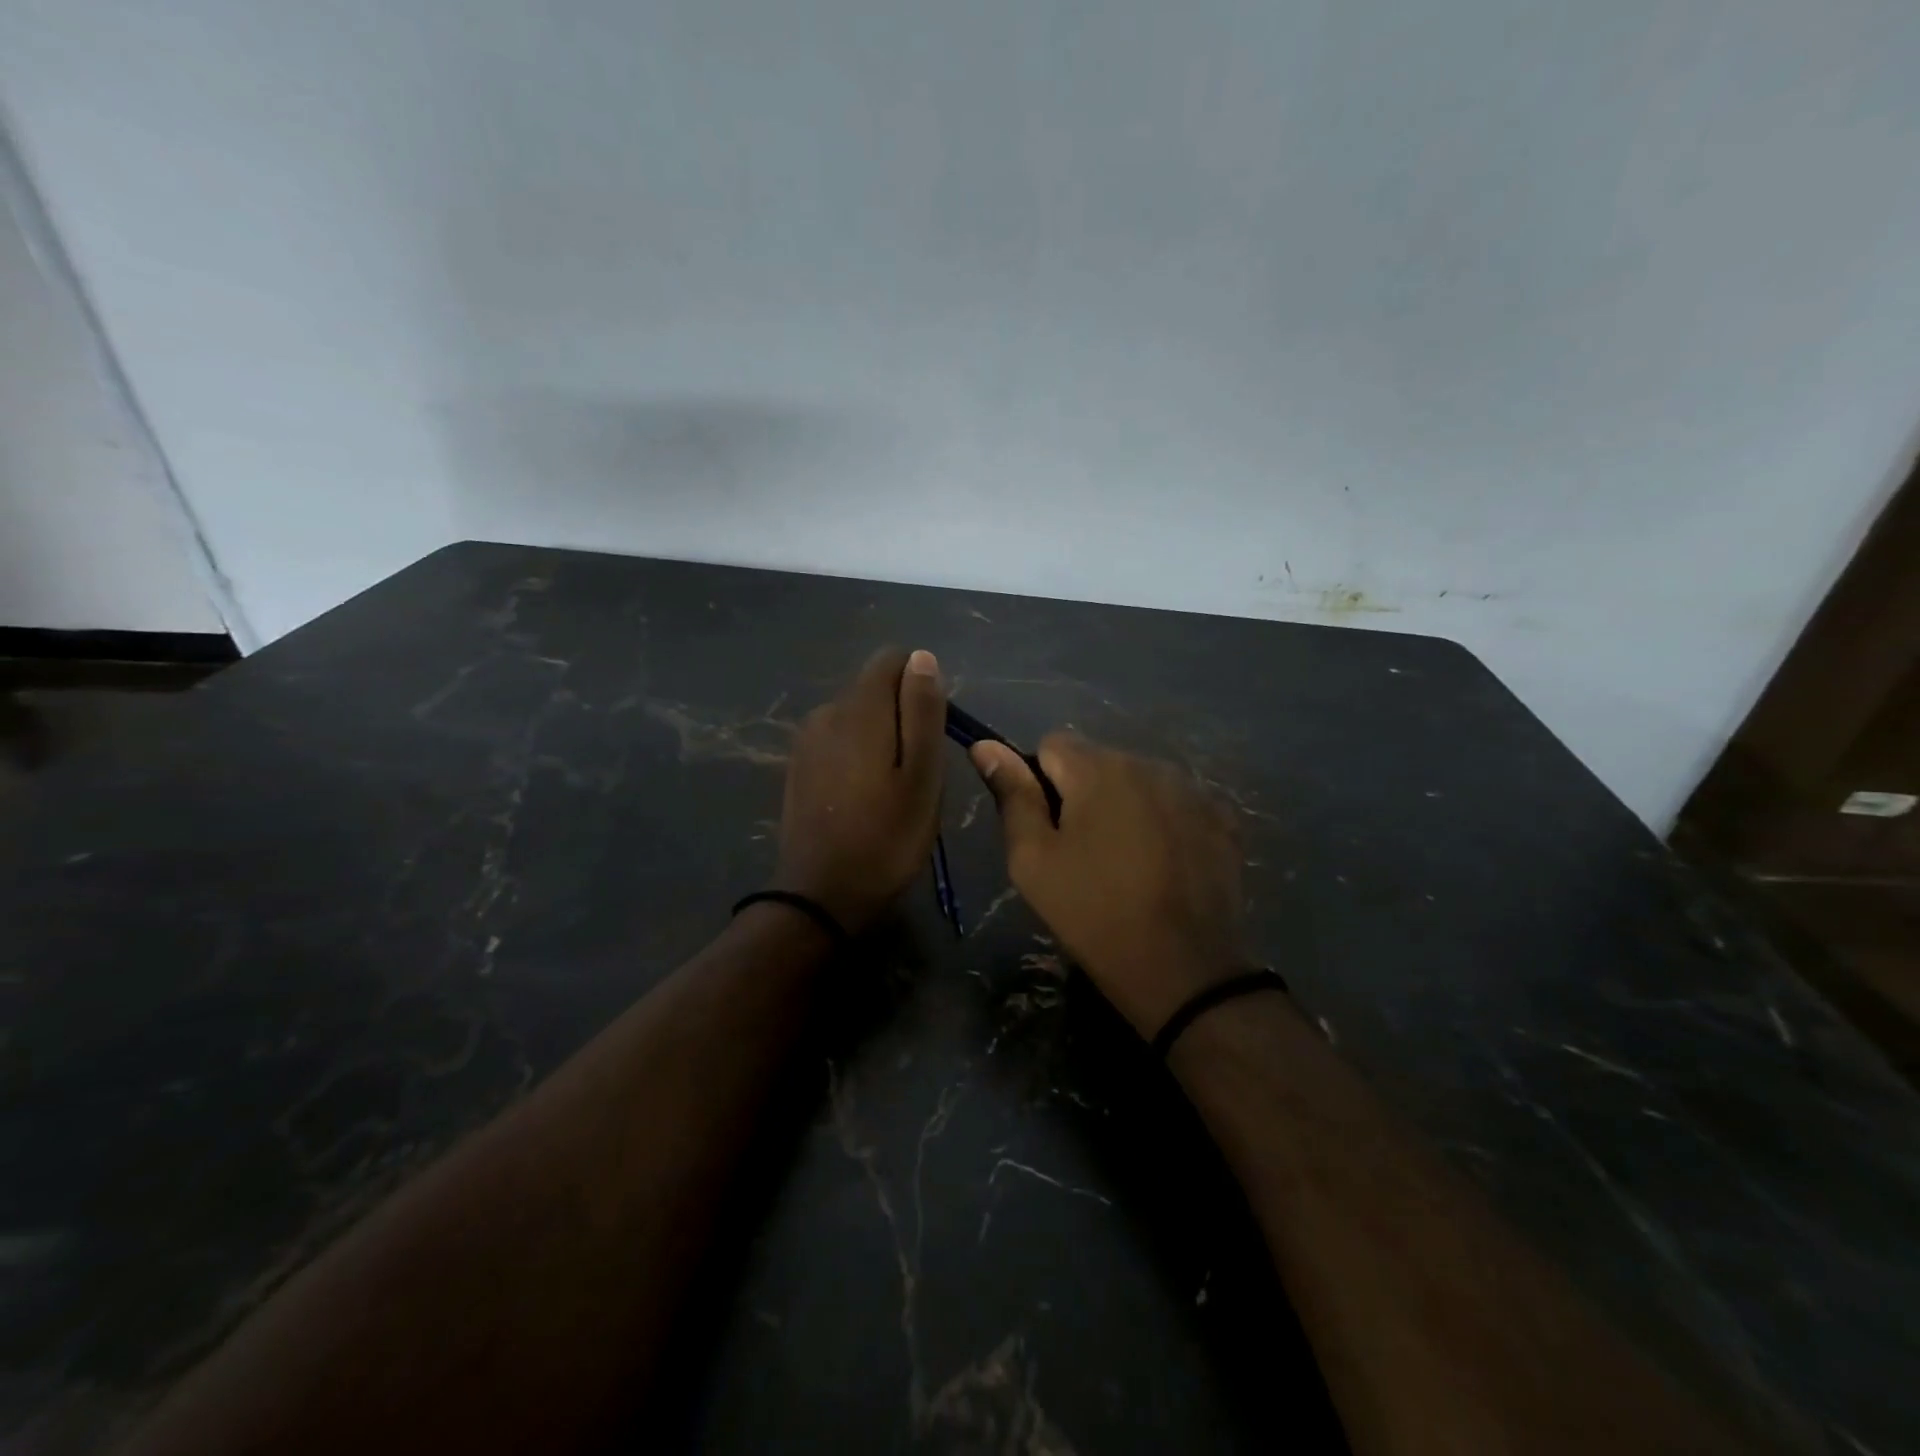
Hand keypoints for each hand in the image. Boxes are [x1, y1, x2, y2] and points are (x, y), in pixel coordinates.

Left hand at [773, 648, 946, 933]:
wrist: (821, 896)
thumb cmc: (886, 838)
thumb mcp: (923, 776)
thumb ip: (923, 712)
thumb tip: (922, 657)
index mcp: (858, 709)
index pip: (891, 659)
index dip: (920, 684)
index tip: (932, 730)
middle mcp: (826, 712)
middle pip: (874, 688)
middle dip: (902, 714)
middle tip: (918, 770)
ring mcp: (806, 740)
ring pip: (856, 716)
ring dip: (880, 737)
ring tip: (893, 787)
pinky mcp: (798, 766)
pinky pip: (837, 740)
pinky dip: (857, 754)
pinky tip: (864, 796)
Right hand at [972, 733, 1248, 1037]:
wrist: (1182, 969)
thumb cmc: (1092, 912)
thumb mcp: (1033, 859)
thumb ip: (1012, 795)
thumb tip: (984, 744)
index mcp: (1097, 768)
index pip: (1052, 745)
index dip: (1040, 782)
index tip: (1048, 828)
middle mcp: (1148, 763)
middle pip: (1099, 762)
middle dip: (1084, 794)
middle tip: (1083, 854)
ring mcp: (1192, 789)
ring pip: (1139, 781)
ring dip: (1125, 806)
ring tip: (1126, 862)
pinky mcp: (1222, 818)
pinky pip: (1177, 803)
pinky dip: (1164, 822)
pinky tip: (1165, 865)